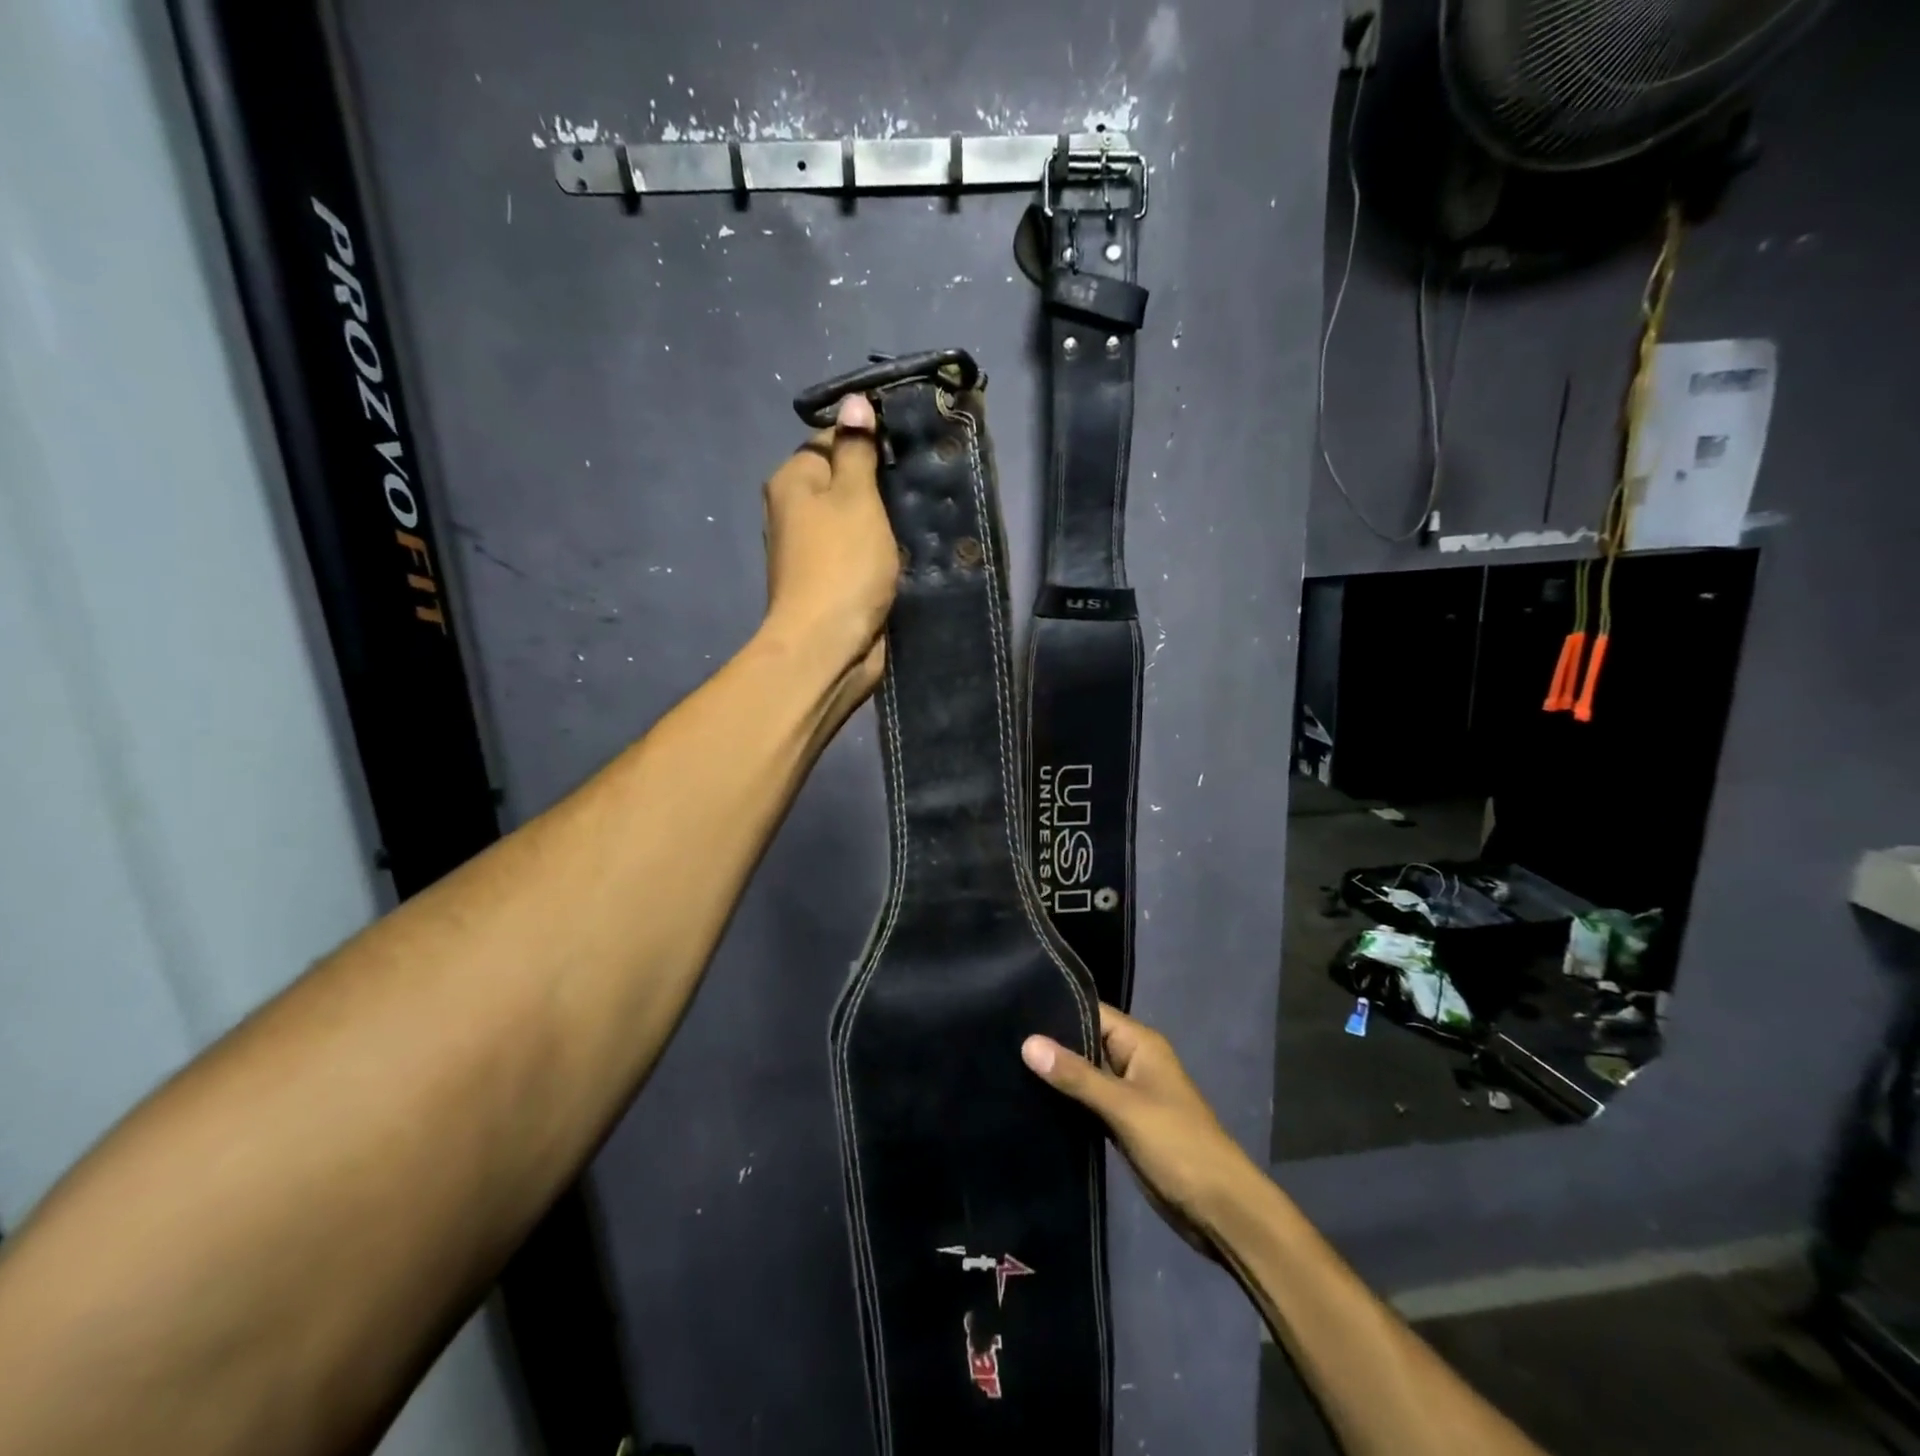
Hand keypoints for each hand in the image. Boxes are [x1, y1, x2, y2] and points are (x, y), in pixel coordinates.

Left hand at [760, 394, 896, 696]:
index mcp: (793, 481)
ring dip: (886, 521)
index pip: (831, 439)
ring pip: (857, 519)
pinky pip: (861, 552)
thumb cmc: (842, 565)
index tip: (908, 449)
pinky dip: (882, 551)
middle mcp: (796, 511)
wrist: (829, 646)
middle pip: (845, 481)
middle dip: (882, 484)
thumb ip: (857, 449)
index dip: (870, 440)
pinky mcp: (833, 580)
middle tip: (922, 483)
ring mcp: (813, 549)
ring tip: (923, 515)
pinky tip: (910, 550)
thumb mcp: (856, 498)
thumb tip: (855, 401)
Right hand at [1023, 1005, 1259, 1259]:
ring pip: (1083, 1075)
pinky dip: (1065, 1102)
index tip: (1010, 1008)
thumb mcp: (1124, 1106)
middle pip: (1083, 1042)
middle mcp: (1131, 1061)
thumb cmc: (1177, 1145)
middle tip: (999, 1040)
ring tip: (1005, 1067)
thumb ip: (1076, 1076)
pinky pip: (1087, 1103)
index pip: (1090, 1011)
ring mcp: (1126, 1094)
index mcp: (1139, 1043)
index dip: (1054, 1009)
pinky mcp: (1121, 1124)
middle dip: (1049, 1044)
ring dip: (1055, 1076)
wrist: (1219, 1209)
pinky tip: (1029, 1101)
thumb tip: (1028, 1042)